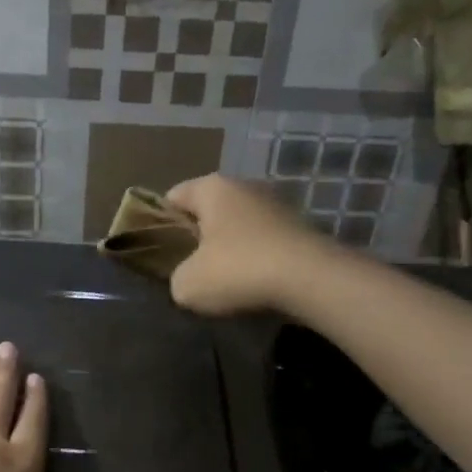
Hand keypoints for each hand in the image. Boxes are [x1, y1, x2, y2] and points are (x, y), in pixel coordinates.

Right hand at [165, 174, 332, 316]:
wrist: (312, 280)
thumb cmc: (239, 271)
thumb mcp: (187, 285)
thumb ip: (177, 277)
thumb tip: (188, 278)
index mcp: (212, 188)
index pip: (173, 196)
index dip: (160, 222)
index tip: (159, 251)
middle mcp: (245, 186)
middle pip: (208, 210)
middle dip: (197, 236)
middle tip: (188, 268)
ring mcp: (277, 205)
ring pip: (239, 226)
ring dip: (229, 249)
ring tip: (223, 281)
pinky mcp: (300, 227)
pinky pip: (264, 241)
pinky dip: (256, 258)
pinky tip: (254, 284)